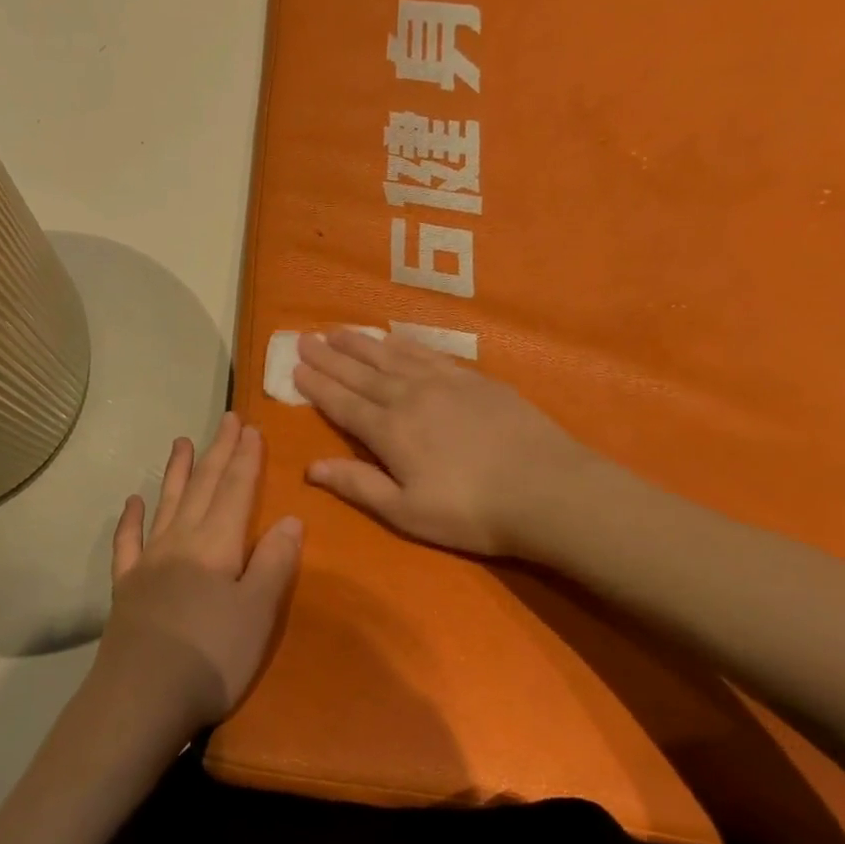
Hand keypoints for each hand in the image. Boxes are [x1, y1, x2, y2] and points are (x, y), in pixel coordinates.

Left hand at [91, 413, 303, 732]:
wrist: (142, 696)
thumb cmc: (212, 657)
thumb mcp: (258, 612)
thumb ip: (274, 562)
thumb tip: (290, 518)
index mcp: (216, 545)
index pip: (235, 491)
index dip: (246, 459)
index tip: (251, 428)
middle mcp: (181, 541)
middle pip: (202, 488)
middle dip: (218, 453)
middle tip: (226, 420)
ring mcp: (148, 561)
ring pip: (166, 504)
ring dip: (176, 472)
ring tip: (181, 442)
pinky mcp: (126, 586)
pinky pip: (128, 543)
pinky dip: (131, 520)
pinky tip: (132, 502)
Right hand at [293, 329, 605, 558]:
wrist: (549, 490)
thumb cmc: (472, 512)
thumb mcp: (406, 512)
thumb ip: (358, 485)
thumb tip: (311, 467)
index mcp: (389, 431)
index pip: (342, 403)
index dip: (316, 385)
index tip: (295, 367)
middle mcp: (409, 397)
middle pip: (361, 373)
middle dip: (330, 357)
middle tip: (305, 337)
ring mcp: (444, 383)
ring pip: (392, 356)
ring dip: (361, 344)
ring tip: (339, 331)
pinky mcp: (475, 380)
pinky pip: (428, 353)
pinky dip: (405, 344)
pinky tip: (394, 338)